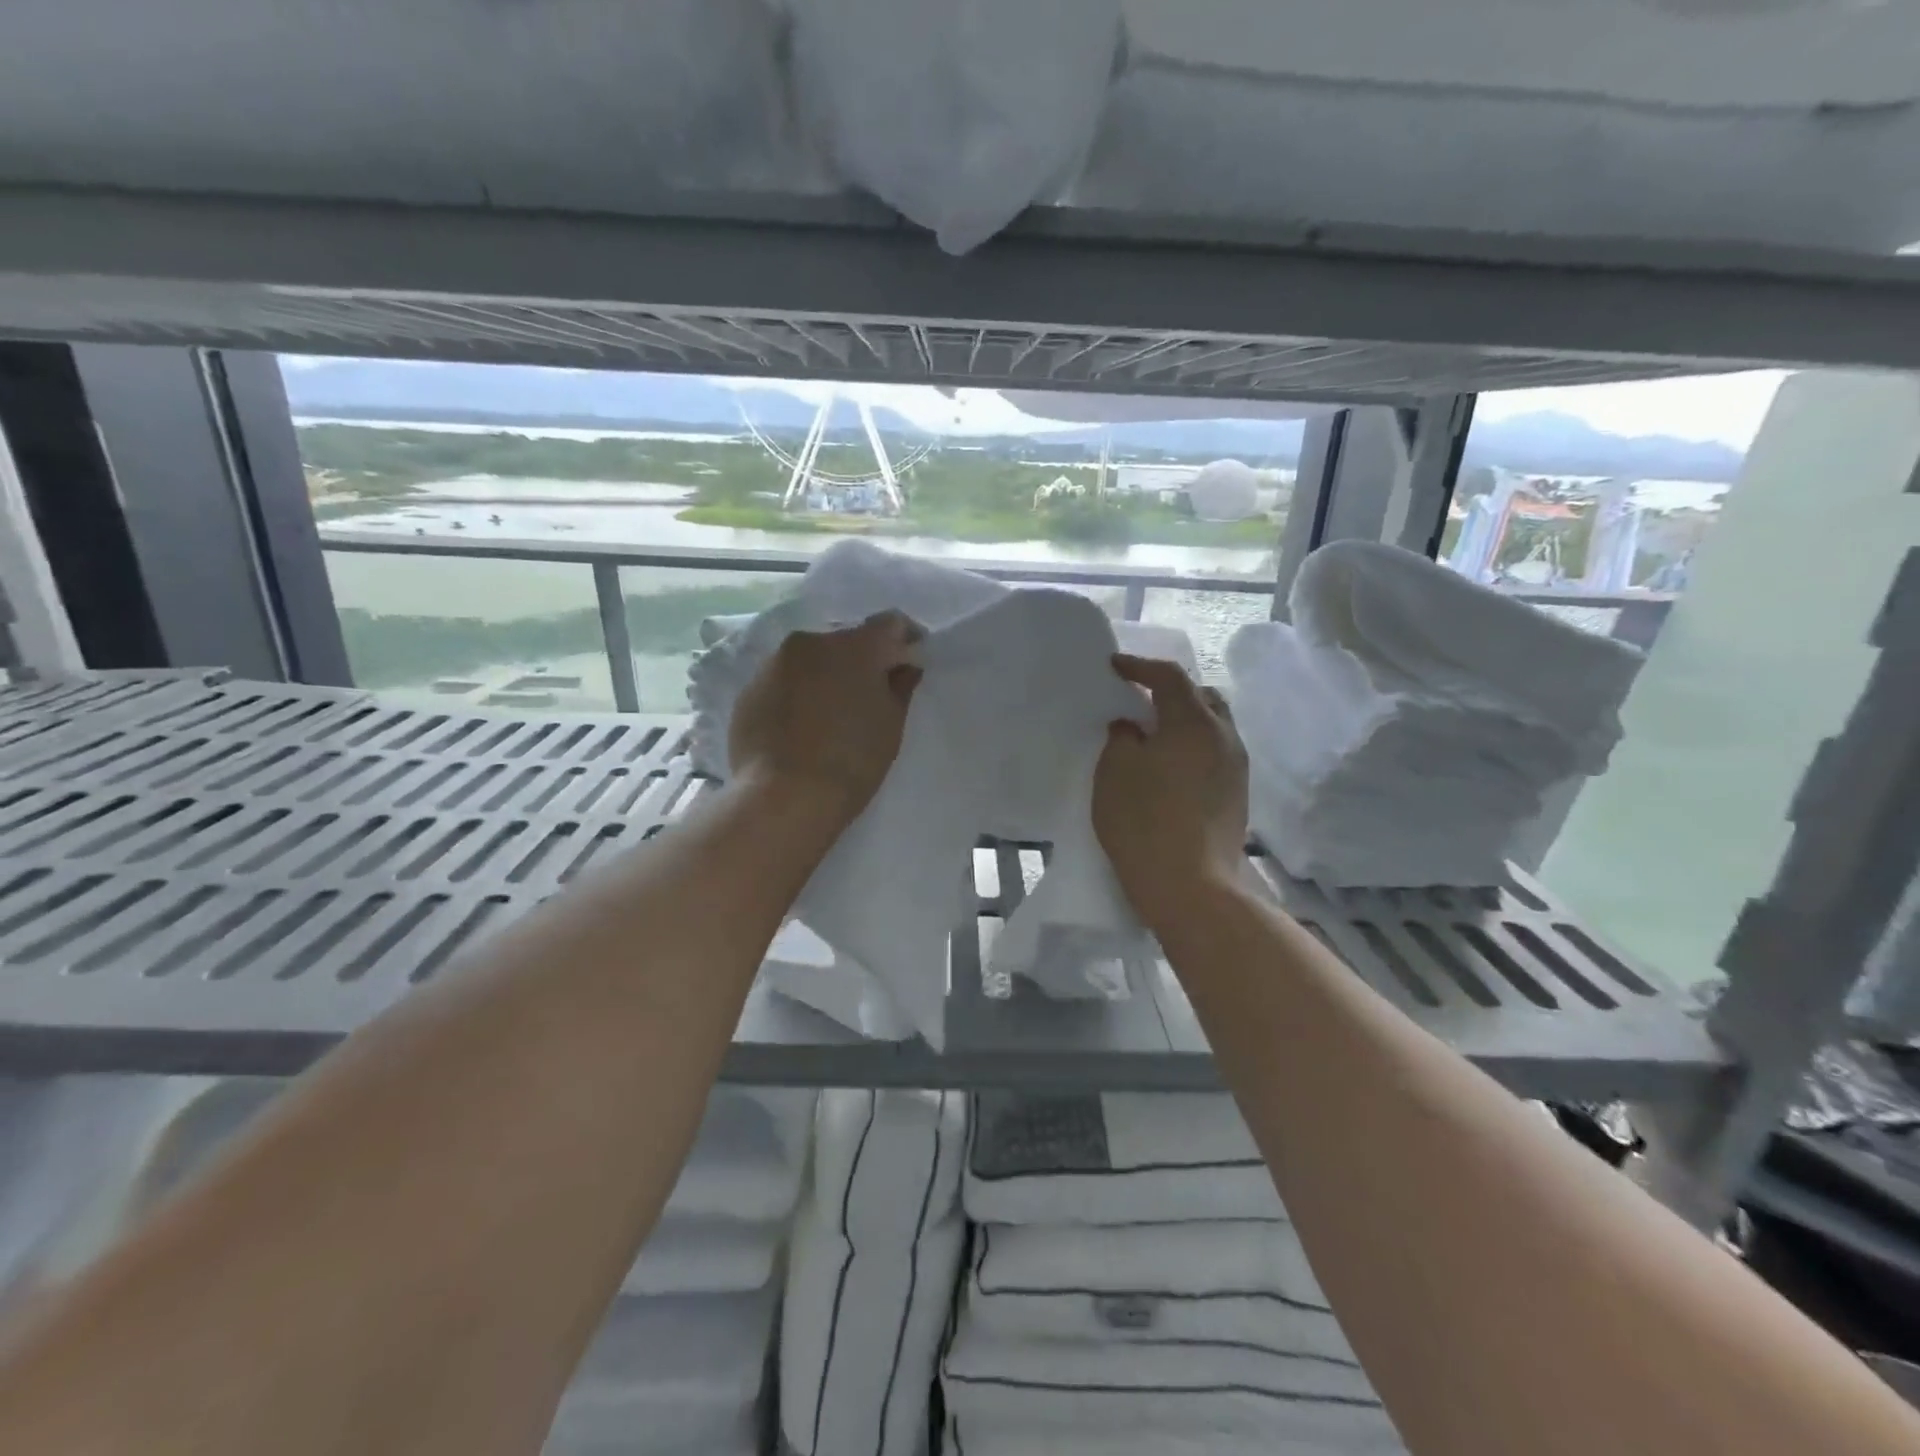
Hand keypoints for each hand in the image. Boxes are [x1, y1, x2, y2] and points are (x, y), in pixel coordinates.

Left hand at [729, 611, 921, 820]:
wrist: (783, 797)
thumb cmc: (852, 761)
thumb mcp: (890, 726)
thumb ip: (900, 687)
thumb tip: (903, 667)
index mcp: (855, 646)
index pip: (889, 624)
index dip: (904, 639)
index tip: (908, 661)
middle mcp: (811, 642)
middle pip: (845, 640)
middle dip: (860, 660)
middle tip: (868, 694)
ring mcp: (774, 663)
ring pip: (810, 660)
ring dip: (824, 675)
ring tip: (830, 713)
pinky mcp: (749, 689)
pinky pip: (783, 681)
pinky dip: (796, 694)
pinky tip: (800, 726)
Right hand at [1093, 654, 1248, 930]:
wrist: (1191, 887)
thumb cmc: (1144, 821)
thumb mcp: (1115, 772)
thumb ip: (1121, 738)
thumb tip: (1131, 727)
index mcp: (1194, 722)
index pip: (1170, 677)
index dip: (1140, 666)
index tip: (1114, 666)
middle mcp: (1224, 737)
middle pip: (1201, 696)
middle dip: (1170, 691)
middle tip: (1139, 700)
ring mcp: (1236, 768)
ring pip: (1212, 726)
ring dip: (1183, 721)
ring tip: (1153, 735)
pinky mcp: (1237, 795)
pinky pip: (1214, 753)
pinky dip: (1192, 746)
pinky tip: (1169, 767)